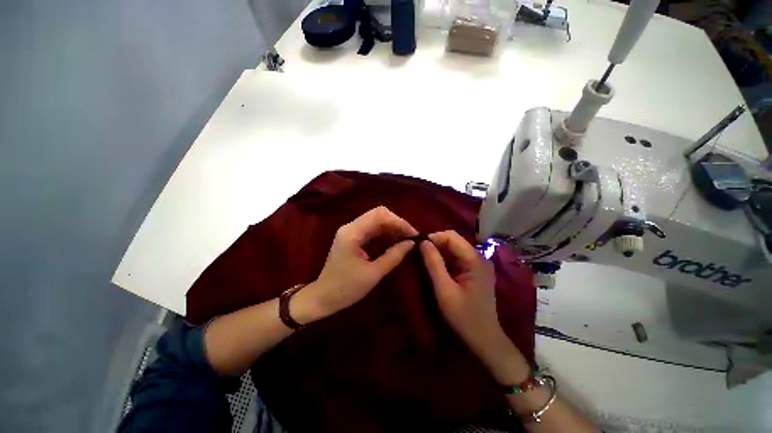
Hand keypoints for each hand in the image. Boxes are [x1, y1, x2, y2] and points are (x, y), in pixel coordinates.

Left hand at [293, 206, 417, 323]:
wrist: (323, 297)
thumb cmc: (346, 288)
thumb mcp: (373, 273)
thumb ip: (394, 256)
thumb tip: (411, 243)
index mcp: (352, 232)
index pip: (379, 215)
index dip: (399, 222)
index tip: (413, 234)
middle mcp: (351, 227)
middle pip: (378, 215)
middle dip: (396, 224)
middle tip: (411, 238)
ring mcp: (351, 231)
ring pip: (376, 221)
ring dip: (392, 229)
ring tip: (405, 241)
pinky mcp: (353, 237)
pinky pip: (372, 230)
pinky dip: (385, 234)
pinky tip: (394, 243)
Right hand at [419, 231, 528, 382]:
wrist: (485, 339)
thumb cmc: (464, 316)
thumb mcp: (444, 290)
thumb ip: (433, 264)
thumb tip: (423, 242)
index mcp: (475, 260)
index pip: (452, 237)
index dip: (434, 237)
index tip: (418, 245)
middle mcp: (479, 257)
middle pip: (454, 241)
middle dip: (435, 243)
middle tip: (419, 252)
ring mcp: (478, 264)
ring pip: (454, 249)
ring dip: (439, 250)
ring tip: (424, 257)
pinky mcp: (475, 271)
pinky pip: (457, 258)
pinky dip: (444, 259)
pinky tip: (435, 265)